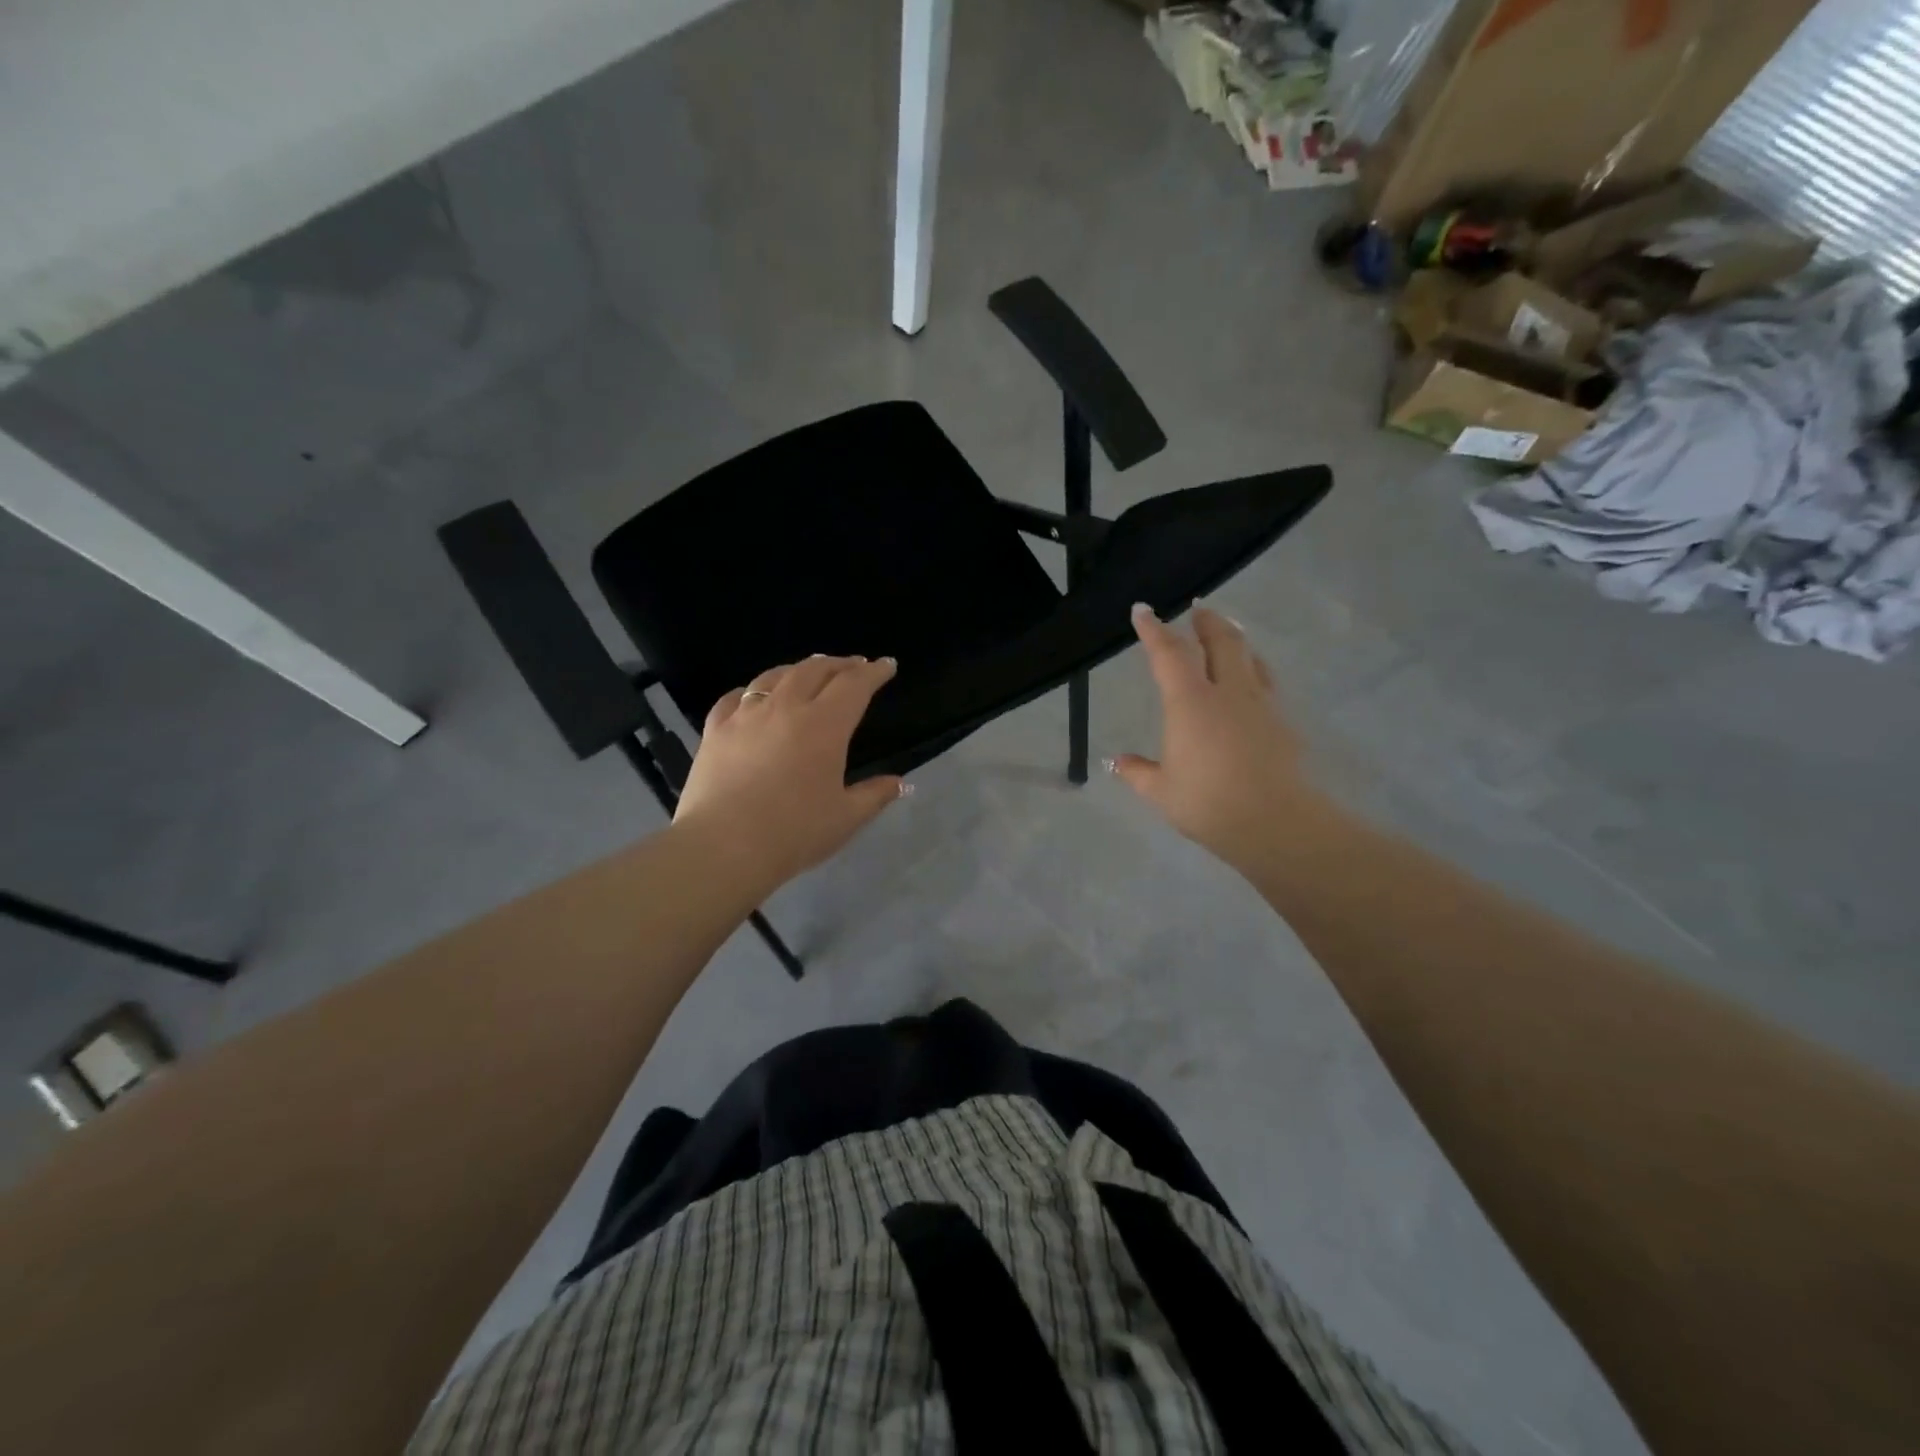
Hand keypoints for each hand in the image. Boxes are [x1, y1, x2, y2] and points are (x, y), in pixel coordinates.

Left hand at [672, 655, 906, 890]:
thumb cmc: (794, 833)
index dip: (874, 672)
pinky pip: (735, 697)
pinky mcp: (715, 730)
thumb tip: (901, 784)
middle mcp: (786, 708)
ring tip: (809, 671)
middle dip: (839, 664)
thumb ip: (875, 795)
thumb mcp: (846, 818)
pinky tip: (753, 696)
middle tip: (854, 665)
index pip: (854, 685)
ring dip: (798, 669)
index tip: (886, 665)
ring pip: (774, 677)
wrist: (723, 847)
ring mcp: (745, 716)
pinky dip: (752, 690)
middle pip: (815, 670)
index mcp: (824, 725)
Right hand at [1111, 604, 1313, 871]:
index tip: (1143, 611)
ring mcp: (1260, 705)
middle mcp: (1227, 692)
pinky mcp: (1283, 722)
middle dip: (1206, 622)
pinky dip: (1254, 670)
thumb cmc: (1208, 802)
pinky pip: (1266, 682)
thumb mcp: (1161, 791)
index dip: (1154, 629)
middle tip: (1198, 609)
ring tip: (1228, 634)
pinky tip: (1252, 681)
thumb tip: (1115, 762)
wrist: (1275, 821)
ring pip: (1250, 657)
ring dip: (1235, 639)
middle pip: (1221, 641)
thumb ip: (1137, 772)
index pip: (1169, 653)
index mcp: (1190, 702)